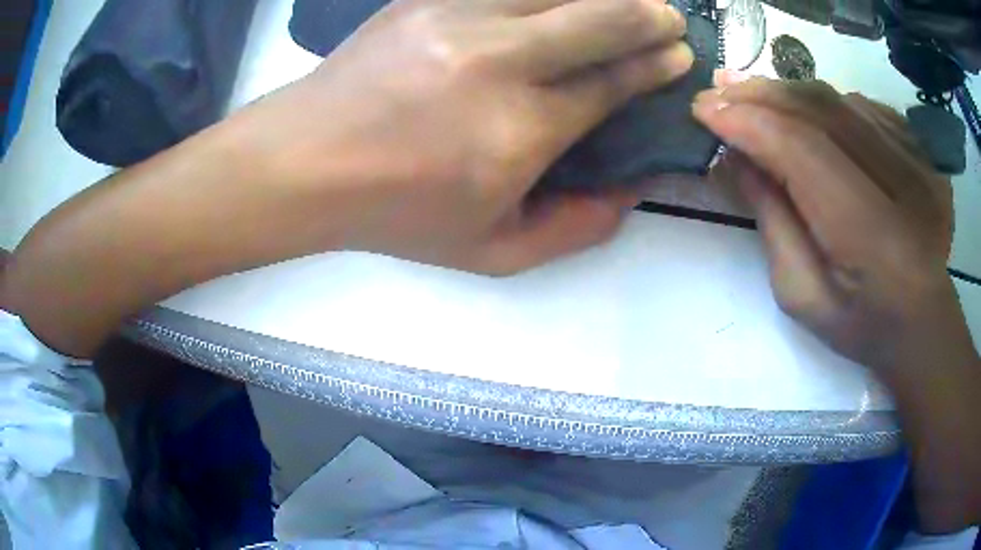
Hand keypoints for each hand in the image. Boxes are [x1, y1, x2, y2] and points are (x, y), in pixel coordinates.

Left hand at [248, 0, 692, 273]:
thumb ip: (574, 228)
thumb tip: (631, 189)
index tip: (678, 55)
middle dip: (648, 16)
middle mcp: (499, 61)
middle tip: (670, 17)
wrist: (306, 162)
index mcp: (520, 130)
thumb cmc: (396, 212)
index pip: (612, 83)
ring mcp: (458, 18)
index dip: (654, 65)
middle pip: (599, 20)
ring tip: (628, 0)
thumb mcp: (491, 252)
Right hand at [693, 72, 967, 372]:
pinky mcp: (923, 152)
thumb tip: (737, 157)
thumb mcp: (803, 295)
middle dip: (762, 95)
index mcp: (871, 235)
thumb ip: (772, 222)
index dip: (749, 122)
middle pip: (822, 112)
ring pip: (842, 102)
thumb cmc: (862, 324)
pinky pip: (866, 108)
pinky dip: (828, 102)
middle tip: (718, 88)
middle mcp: (903, 184)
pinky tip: (807, 110)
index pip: (802, 150)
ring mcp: (919, 161)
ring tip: (753, 92)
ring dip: (791, 92)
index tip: (703, 109)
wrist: (923, 325)